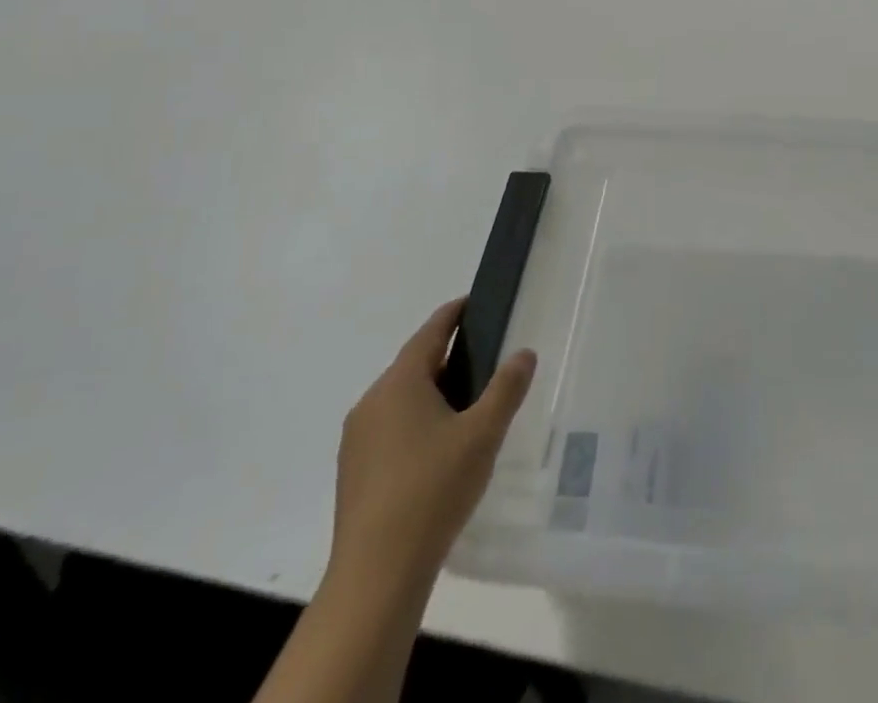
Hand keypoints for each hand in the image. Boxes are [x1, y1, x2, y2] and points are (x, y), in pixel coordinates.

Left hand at [329, 298, 536, 597]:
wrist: (376, 575)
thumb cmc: (433, 490)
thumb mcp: (483, 434)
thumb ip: (507, 388)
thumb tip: (523, 353)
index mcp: (400, 383)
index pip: (430, 332)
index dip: (454, 314)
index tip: (475, 303)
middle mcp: (372, 402)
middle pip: (414, 365)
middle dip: (447, 357)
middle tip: (484, 359)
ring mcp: (357, 440)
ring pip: (400, 399)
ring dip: (431, 393)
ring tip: (468, 406)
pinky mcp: (354, 473)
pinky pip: (390, 429)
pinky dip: (416, 423)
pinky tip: (439, 449)